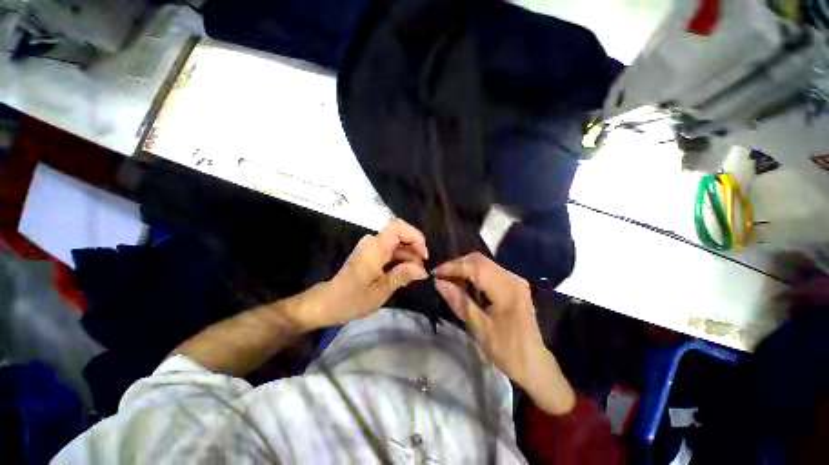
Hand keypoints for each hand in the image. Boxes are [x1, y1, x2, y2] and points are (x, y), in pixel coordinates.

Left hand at [302, 219, 428, 328]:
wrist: (328, 303)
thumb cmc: (352, 299)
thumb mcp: (381, 291)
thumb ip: (402, 275)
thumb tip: (422, 270)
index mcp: (375, 247)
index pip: (398, 227)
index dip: (415, 237)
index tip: (423, 255)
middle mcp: (373, 242)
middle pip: (400, 236)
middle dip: (414, 251)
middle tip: (420, 272)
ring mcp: (371, 248)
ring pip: (397, 245)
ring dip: (408, 257)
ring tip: (413, 276)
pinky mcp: (370, 254)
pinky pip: (390, 251)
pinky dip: (400, 261)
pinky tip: (403, 275)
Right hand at [433, 252, 575, 414]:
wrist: (535, 365)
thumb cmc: (508, 351)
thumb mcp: (479, 328)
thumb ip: (459, 301)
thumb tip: (438, 283)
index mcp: (506, 289)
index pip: (475, 267)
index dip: (452, 267)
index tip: (434, 274)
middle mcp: (512, 278)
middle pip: (479, 260)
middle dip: (457, 265)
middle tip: (441, 277)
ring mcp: (514, 279)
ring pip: (483, 263)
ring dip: (464, 269)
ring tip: (449, 281)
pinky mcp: (513, 284)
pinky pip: (488, 271)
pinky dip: (473, 274)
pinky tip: (464, 285)